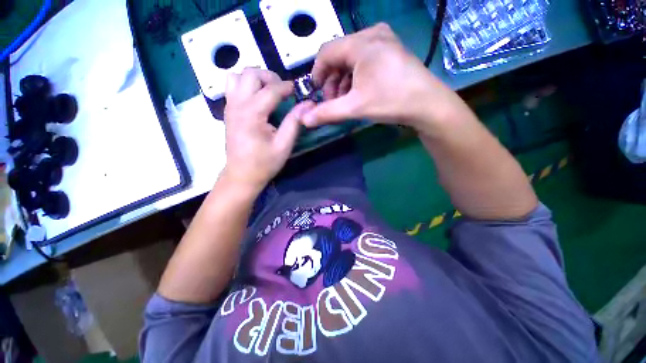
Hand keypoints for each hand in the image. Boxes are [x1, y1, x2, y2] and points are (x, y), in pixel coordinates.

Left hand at [222, 68, 314, 192]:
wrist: (241, 175)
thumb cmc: (264, 163)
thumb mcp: (284, 145)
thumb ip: (295, 122)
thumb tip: (307, 104)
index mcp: (252, 114)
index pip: (271, 90)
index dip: (286, 87)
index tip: (297, 91)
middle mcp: (238, 105)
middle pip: (251, 74)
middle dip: (270, 77)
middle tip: (282, 91)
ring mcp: (229, 106)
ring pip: (238, 75)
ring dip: (256, 78)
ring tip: (268, 91)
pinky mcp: (228, 111)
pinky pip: (232, 86)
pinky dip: (245, 84)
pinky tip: (256, 98)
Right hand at [302, 23, 473, 134]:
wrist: (427, 104)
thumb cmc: (390, 101)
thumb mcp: (355, 108)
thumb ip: (327, 113)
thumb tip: (305, 120)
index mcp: (361, 42)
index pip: (326, 52)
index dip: (317, 73)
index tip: (316, 93)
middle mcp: (371, 34)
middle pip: (339, 55)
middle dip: (331, 81)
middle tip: (333, 102)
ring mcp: (383, 40)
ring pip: (351, 59)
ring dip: (343, 80)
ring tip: (345, 100)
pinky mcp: (390, 50)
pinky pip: (364, 59)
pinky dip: (356, 76)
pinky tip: (358, 92)